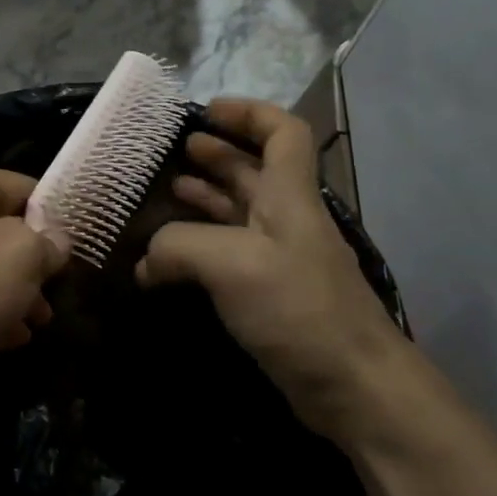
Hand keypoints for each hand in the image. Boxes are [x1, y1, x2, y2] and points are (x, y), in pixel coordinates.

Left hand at [0, 166, 68, 412]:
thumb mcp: (21, 255)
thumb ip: (49, 241)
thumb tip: (55, 241)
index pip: (20, 186)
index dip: (54, 216)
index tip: (76, 250)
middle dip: (33, 264)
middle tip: (56, 294)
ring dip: (13, 293)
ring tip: (37, 324)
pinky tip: (7, 339)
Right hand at [136, 99, 408, 433]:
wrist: (351, 384)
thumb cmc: (298, 308)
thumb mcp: (231, 263)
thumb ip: (179, 246)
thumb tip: (145, 263)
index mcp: (288, 197)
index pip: (282, 133)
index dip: (248, 113)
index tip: (207, 111)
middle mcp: (286, 220)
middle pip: (254, 172)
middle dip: (217, 155)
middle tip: (175, 153)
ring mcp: (279, 260)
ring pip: (239, 214)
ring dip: (206, 199)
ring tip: (167, 194)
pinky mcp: (269, 296)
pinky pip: (229, 255)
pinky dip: (199, 247)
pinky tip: (168, 261)